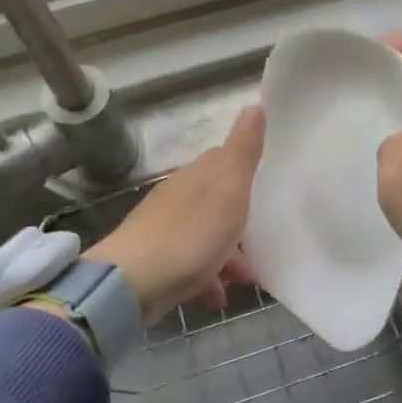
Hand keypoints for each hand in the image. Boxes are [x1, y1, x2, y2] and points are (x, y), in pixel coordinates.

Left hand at [90, 105, 263, 325]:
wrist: (131, 283)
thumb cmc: (190, 234)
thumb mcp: (228, 189)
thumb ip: (243, 151)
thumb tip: (255, 105)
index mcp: (197, 175)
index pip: (226, 161)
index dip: (248, 173)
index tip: (270, 187)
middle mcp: (179, 196)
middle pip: (218, 202)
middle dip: (242, 222)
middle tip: (266, 242)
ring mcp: (164, 229)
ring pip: (206, 235)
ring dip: (228, 255)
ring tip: (246, 280)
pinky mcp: (155, 260)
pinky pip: (190, 264)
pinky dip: (207, 277)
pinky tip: (215, 297)